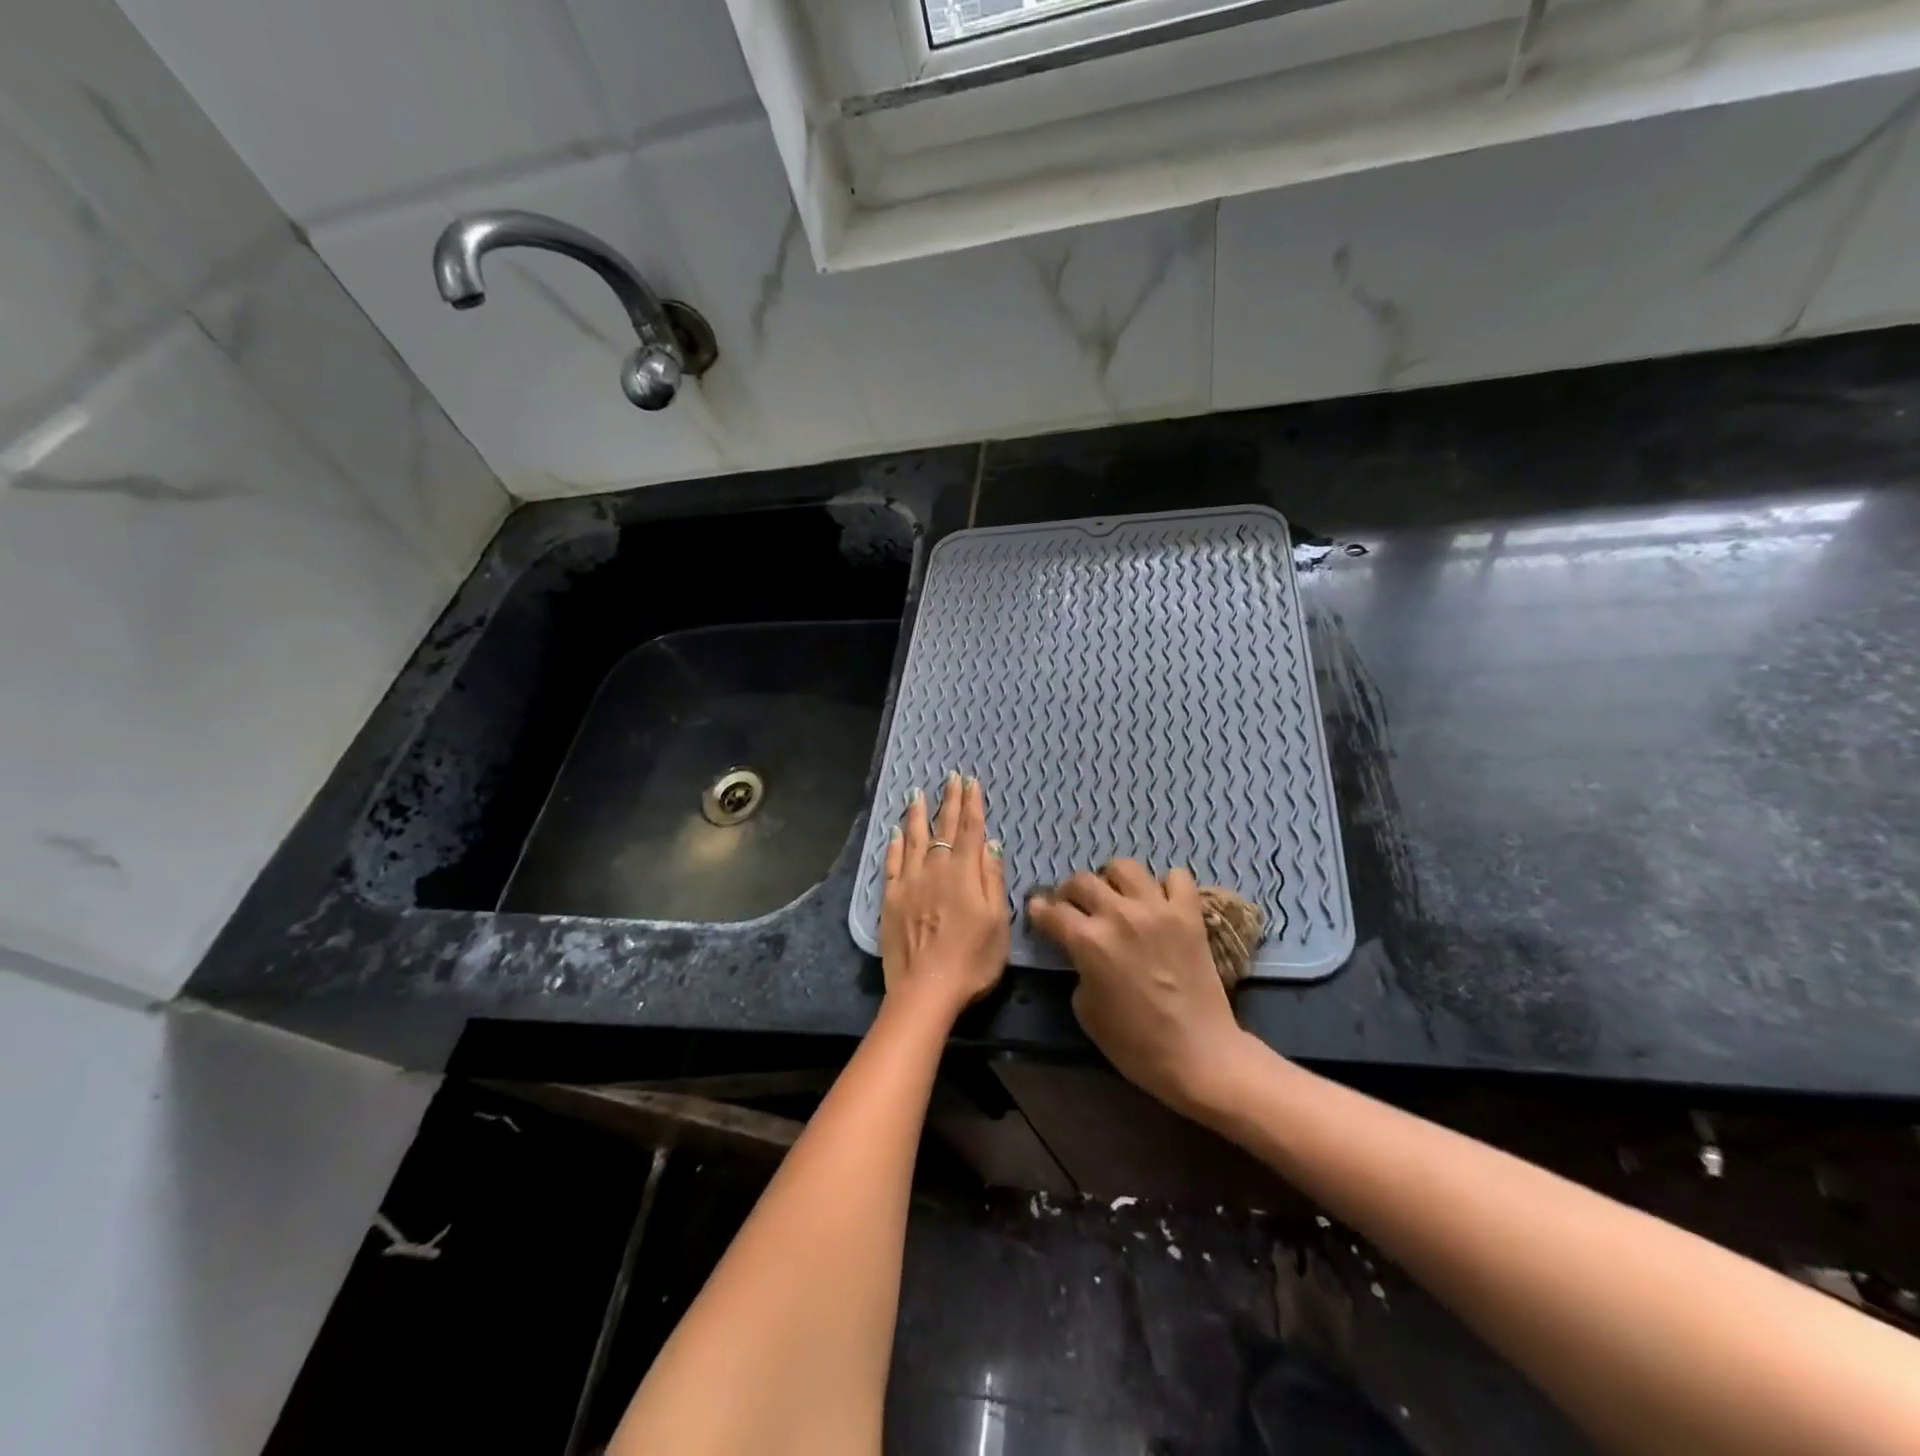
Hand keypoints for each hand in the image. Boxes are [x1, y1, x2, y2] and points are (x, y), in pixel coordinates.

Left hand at [880, 772, 1009, 1019]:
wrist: (926, 990)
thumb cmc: (972, 960)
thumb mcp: (998, 922)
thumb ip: (993, 880)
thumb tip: (991, 844)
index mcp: (965, 873)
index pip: (971, 830)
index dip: (972, 804)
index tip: (971, 782)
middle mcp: (936, 869)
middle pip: (944, 829)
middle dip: (949, 802)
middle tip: (950, 778)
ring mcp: (909, 883)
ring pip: (913, 839)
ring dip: (917, 814)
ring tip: (917, 793)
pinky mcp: (890, 899)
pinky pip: (891, 863)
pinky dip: (894, 845)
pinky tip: (895, 832)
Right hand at [1027, 860, 1253, 1118]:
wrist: (1199, 1055)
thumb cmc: (1135, 1044)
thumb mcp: (1086, 1011)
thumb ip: (1078, 970)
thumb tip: (1082, 953)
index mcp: (1088, 941)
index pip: (1052, 911)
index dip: (1039, 911)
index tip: (1038, 912)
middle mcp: (1119, 914)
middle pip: (1082, 881)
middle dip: (1069, 892)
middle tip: (1073, 907)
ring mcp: (1158, 909)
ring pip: (1124, 867)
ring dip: (1112, 879)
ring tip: (1115, 896)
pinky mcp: (1190, 914)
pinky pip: (1177, 877)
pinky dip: (1165, 884)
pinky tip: (1160, 901)